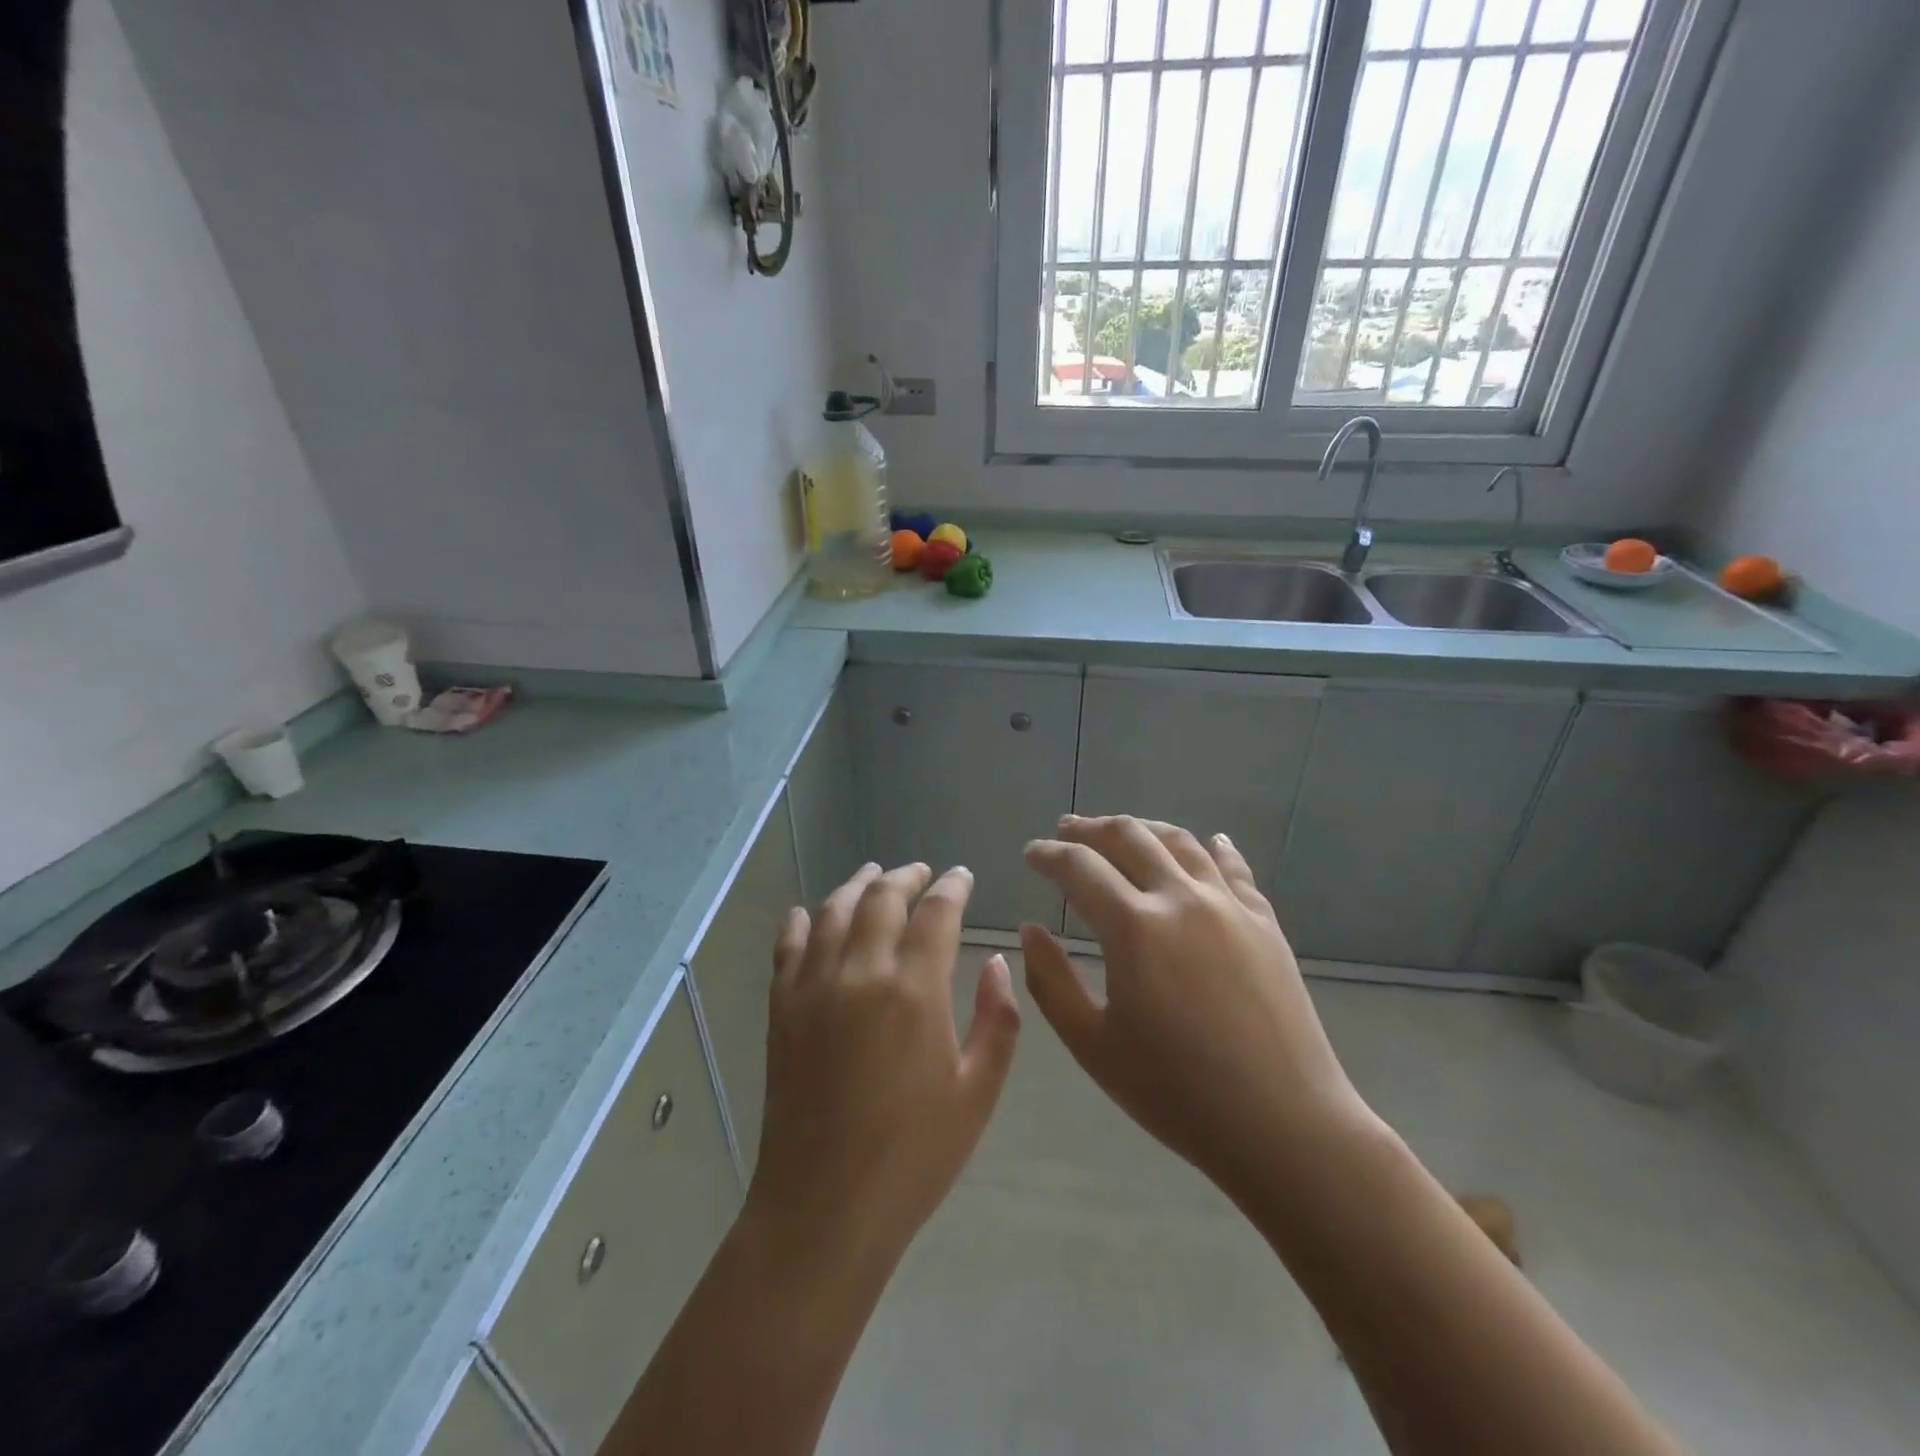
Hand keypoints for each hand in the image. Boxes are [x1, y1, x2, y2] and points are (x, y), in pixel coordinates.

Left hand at [745, 862, 1020, 1274]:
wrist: (824, 1208)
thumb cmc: (913, 1155)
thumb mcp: (977, 1093)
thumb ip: (996, 1020)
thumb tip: (996, 962)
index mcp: (914, 990)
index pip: (936, 913)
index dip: (952, 887)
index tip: (962, 876)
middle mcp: (860, 973)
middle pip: (881, 899)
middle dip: (906, 876)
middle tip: (922, 871)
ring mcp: (813, 988)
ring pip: (832, 912)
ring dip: (857, 886)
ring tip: (874, 874)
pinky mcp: (781, 1010)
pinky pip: (787, 948)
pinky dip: (799, 921)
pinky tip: (806, 912)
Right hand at [1021, 816, 1372, 1204]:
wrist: (1283, 1124)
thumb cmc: (1176, 1092)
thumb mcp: (1093, 1045)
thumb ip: (1051, 981)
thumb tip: (1031, 929)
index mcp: (1134, 927)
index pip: (1079, 867)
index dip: (1048, 854)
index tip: (1031, 853)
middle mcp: (1180, 898)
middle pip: (1129, 837)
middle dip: (1089, 828)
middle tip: (1066, 829)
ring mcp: (1228, 905)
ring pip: (1180, 841)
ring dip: (1143, 828)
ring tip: (1121, 831)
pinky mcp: (1264, 922)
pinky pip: (1233, 868)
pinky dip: (1211, 847)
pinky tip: (1207, 841)